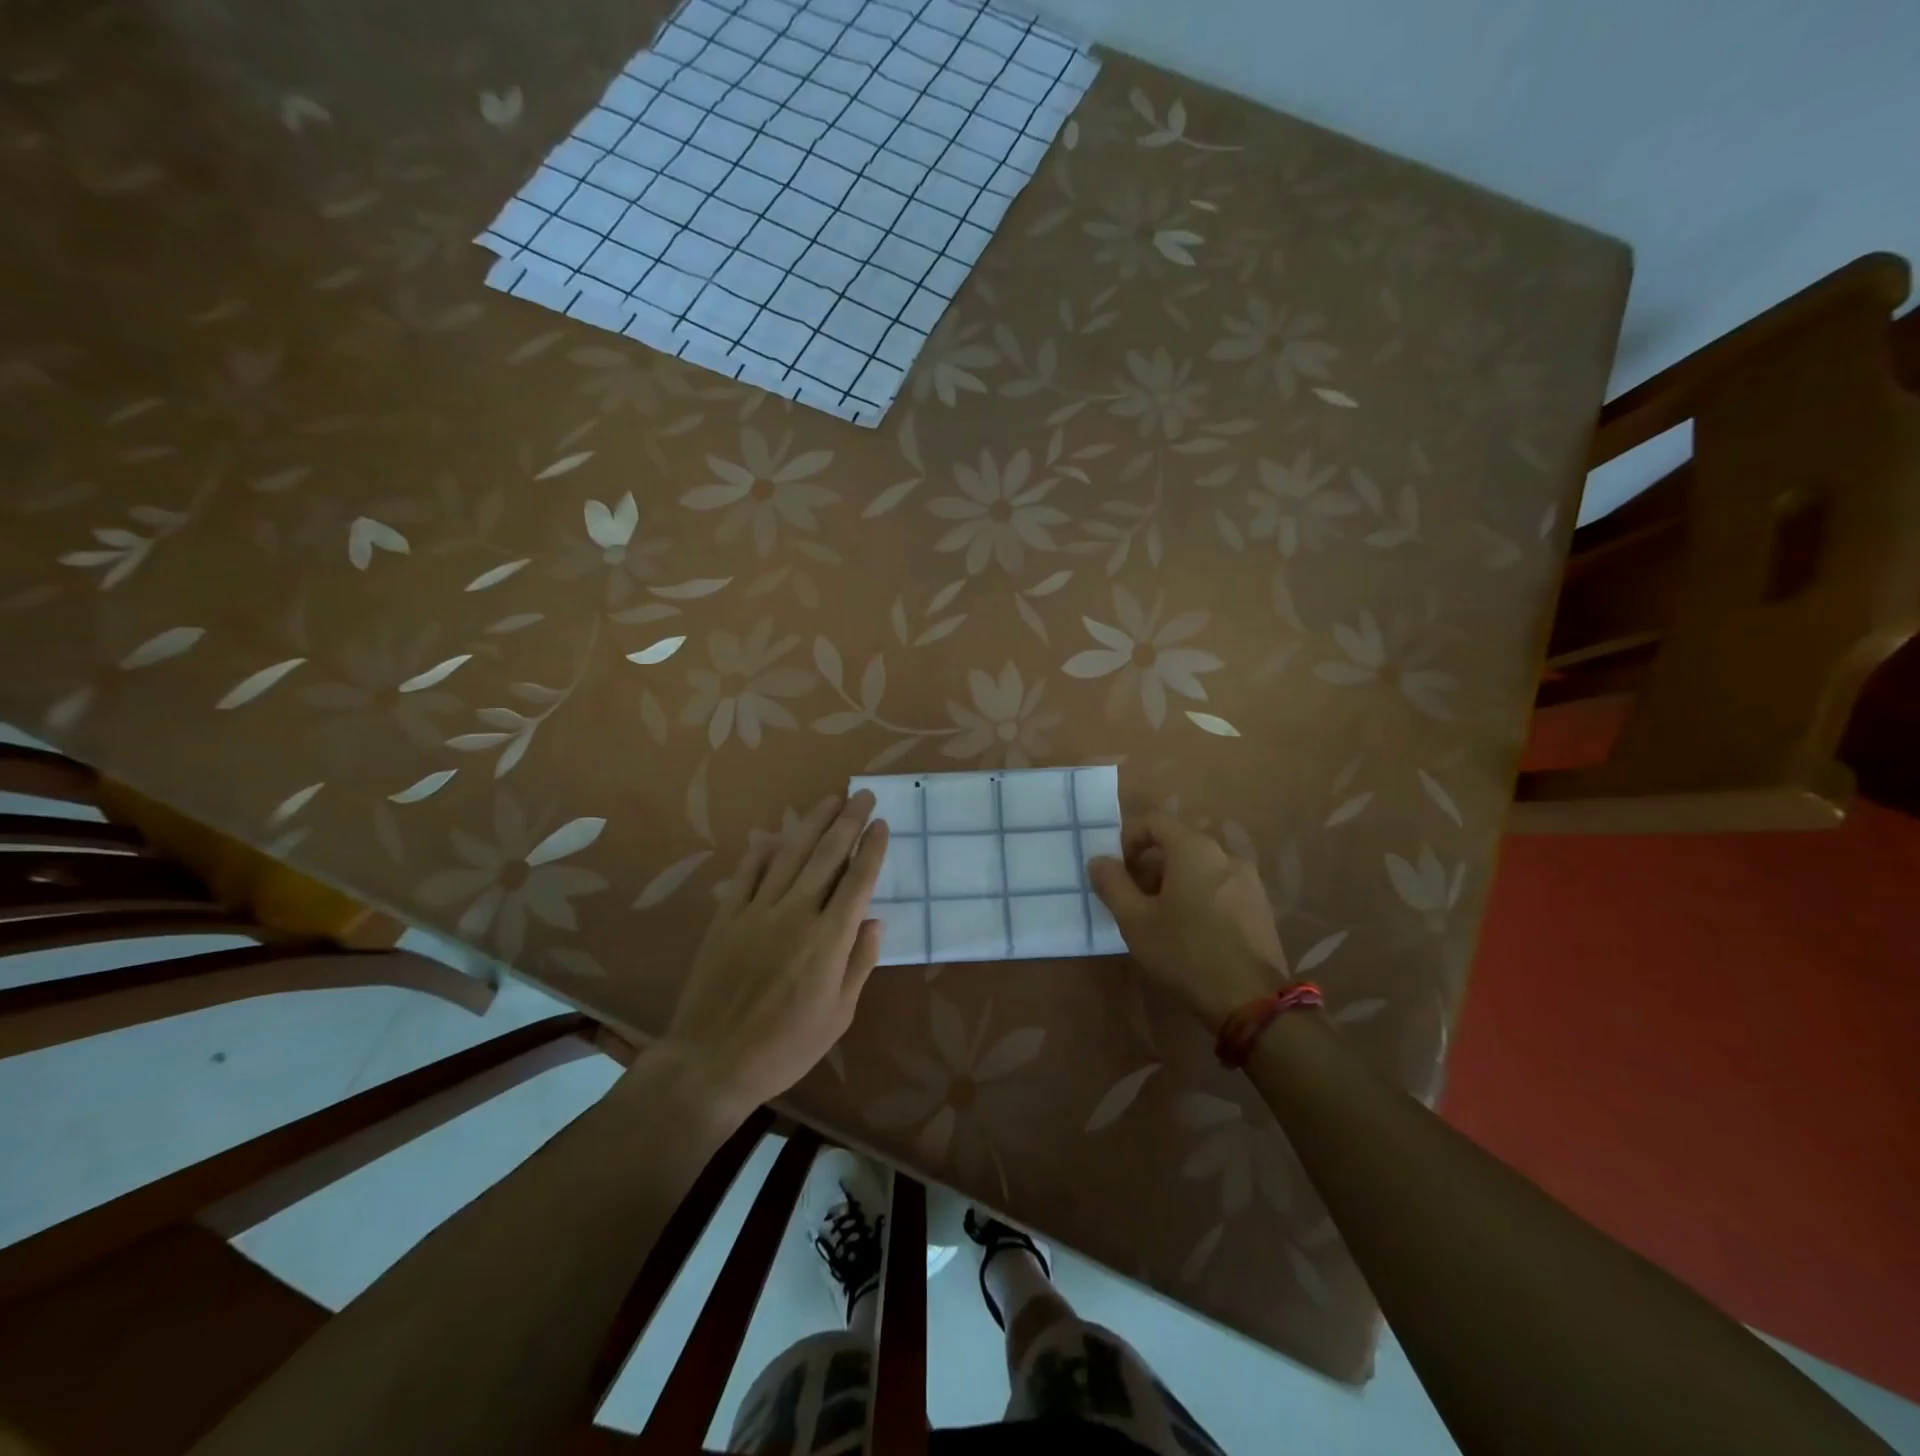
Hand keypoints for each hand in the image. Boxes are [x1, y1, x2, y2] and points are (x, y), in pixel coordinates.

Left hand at [664, 791, 886, 1115]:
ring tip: (829, 800)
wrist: (713, 1063)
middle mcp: (796, 913)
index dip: (871, 848)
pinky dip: (761, 852)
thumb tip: (875, 921)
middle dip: (847, 822)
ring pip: (790, 855)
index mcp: (829, 939)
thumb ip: (859, 963)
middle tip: (862, 795)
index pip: (858, 880)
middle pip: (827, 856)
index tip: (881, 823)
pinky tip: (772, 835)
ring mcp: (757, 911)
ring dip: (811, 824)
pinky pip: (746, 875)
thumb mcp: (839, 1015)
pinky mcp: (727, 918)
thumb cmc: (786, 1047)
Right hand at [1088, 814, 1290, 1028]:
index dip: (1129, 838)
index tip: (1117, 869)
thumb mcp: (1135, 920)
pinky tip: (1191, 930)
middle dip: (1150, 864)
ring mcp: (1248, 880)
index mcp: (1194, 849)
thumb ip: (1112, 884)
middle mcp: (1225, 854)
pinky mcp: (1260, 905)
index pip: (1155, 821)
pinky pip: (1220, 885)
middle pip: (1178, 843)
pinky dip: (1199, 894)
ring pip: (1200, 866)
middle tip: (1133, 897)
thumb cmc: (1185, 952)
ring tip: (1160, 917)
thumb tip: (1099, 861)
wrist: (1251, 999)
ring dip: (1174, 880)